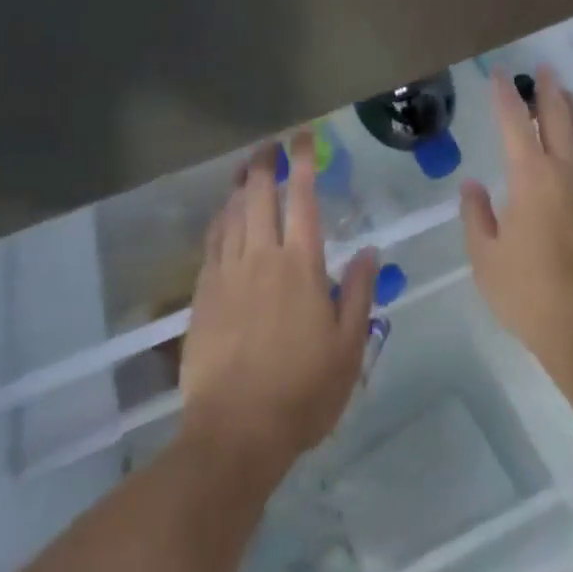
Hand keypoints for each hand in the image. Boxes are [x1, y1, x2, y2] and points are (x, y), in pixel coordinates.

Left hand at [179, 131, 378, 481]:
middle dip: (264, 163)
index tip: (303, 138)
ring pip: (232, 213)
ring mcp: (228, 273)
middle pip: (259, 195)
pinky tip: (222, 214)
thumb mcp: (348, 348)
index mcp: (301, 265)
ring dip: (239, 185)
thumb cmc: (301, 392)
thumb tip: (368, 250)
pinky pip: (212, 241)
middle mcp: (262, 256)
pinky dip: (219, 219)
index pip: (302, 198)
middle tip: (269, 145)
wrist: (234, 433)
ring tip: (245, 168)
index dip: (303, 162)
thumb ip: (358, 293)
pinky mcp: (204, 294)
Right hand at [460, 68, 572, 395]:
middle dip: (548, 90)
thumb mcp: (486, 261)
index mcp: (531, 178)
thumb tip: (473, 186)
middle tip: (543, 69)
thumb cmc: (533, 297)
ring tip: (566, 95)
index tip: (499, 74)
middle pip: (558, 117)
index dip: (505, 94)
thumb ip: (476, 217)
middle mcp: (567, 171)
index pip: (514, 122)